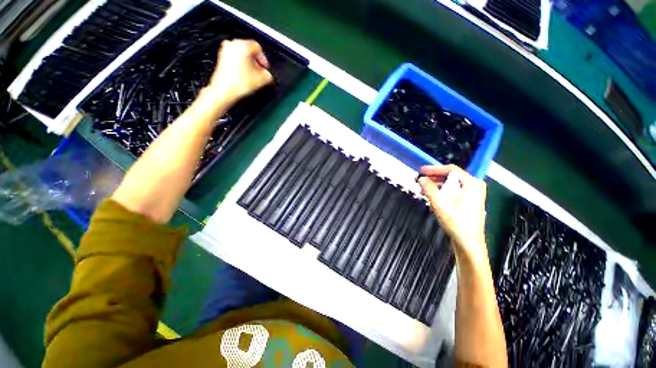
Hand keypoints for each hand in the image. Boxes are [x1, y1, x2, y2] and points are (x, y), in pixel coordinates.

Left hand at [206, 39, 273, 103]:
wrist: (224, 90)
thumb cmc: (239, 83)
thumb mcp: (262, 79)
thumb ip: (268, 74)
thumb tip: (267, 74)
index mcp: (243, 45)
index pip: (258, 47)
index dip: (263, 59)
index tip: (265, 68)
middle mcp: (233, 44)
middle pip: (249, 50)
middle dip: (255, 62)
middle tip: (260, 72)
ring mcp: (225, 50)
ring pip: (241, 54)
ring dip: (248, 64)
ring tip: (252, 76)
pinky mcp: (221, 58)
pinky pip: (235, 58)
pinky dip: (240, 65)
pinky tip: (244, 76)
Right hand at [417, 165, 487, 262]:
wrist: (468, 242)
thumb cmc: (457, 223)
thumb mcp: (440, 203)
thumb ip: (429, 188)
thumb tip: (421, 179)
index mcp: (472, 184)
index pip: (451, 170)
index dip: (434, 169)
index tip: (421, 170)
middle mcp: (474, 187)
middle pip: (451, 176)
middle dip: (434, 177)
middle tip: (420, 179)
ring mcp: (471, 194)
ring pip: (450, 184)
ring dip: (436, 185)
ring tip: (423, 188)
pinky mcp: (467, 201)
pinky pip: (452, 191)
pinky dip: (441, 191)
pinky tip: (432, 195)